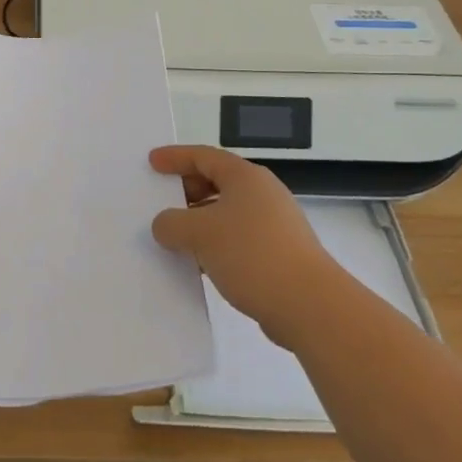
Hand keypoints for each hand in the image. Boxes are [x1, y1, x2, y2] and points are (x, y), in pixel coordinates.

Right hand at [150, 145, 338, 348]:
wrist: (310, 305)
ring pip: (226, 213)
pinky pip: (237, 239)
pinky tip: (199, 264)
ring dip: (199, 221)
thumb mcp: (200, 234)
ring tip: (174, 237)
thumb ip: (172, 224)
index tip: (152, 162)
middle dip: (186, 190)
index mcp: (245, 177)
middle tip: (160, 202)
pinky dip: (215, 244)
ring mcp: (274, 224)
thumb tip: (164, 225)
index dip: (175, 157)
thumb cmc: (252, 254)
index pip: (203, 156)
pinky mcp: (279, 254)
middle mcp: (262, 193)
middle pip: (217, 182)